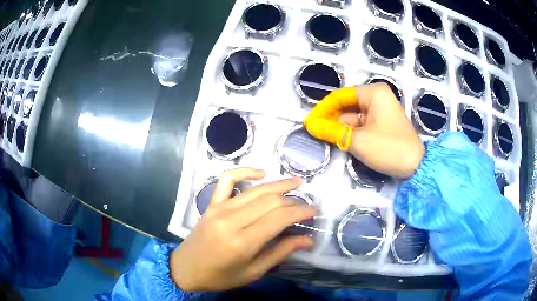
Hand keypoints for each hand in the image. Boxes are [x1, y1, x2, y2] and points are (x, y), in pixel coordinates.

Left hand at [170, 168, 317, 291]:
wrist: (186, 269)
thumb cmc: (220, 276)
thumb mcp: (253, 272)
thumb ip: (280, 253)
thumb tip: (307, 239)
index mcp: (243, 242)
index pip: (280, 218)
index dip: (302, 211)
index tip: (315, 211)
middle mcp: (231, 220)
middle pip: (271, 201)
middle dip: (293, 200)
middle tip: (307, 204)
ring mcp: (219, 208)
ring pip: (256, 190)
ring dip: (279, 184)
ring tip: (296, 183)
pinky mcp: (211, 203)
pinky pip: (228, 179)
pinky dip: (245, 171)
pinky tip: (261, 173)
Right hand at [304, 84, 424, 177]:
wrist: (416, 166)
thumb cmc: (389, 148)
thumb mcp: (358, 140)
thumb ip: (332, 131)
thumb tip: (311, 126)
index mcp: (374, 93)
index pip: (341, 95)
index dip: (323, 108)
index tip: (310, 121)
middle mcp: (377, 97)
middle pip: (347, 105)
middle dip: (331, 118)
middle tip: (314, 130)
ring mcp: (380, 111)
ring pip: (353, 116)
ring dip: (339, 127)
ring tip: (322, 137)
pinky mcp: (382, 124)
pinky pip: (361, 124)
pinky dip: (350, 132)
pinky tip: (338, 140)